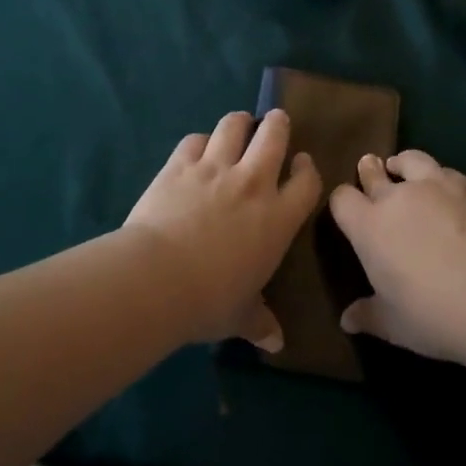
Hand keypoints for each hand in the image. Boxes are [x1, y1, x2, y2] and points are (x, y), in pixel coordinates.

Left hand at [122, 110, 321, 350]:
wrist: (158, 278)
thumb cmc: (210, 300)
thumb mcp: (240, 316)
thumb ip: (259, 322)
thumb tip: (275, 343)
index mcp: (278, 218)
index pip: (306, 182)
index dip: (307, 169)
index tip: (302, 164)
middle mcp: (252, 183)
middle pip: (274, 137)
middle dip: (278, 124)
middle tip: (276, 121)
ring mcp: (215, 169)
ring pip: (234, 126)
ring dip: (239, 122)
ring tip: (239, 124)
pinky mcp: (180, 164)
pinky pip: (194, 139)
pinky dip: (199, 141)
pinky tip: (196, 149)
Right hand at [328, 150, 465, 365]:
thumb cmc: (435, 316)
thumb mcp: (394, 326)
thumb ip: (368, 315)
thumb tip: (347, 319)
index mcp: (370, 228)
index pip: (342, 199)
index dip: (343, 203)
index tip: (348, 210)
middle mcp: (397, 198)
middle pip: (373, 172)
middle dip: (369, 172)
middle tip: (370, 170)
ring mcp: (436, 186)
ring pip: (411, 160)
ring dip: (403, 165)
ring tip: (403, 169)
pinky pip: (446, 172)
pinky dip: (439, 177)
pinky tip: (447, 189)